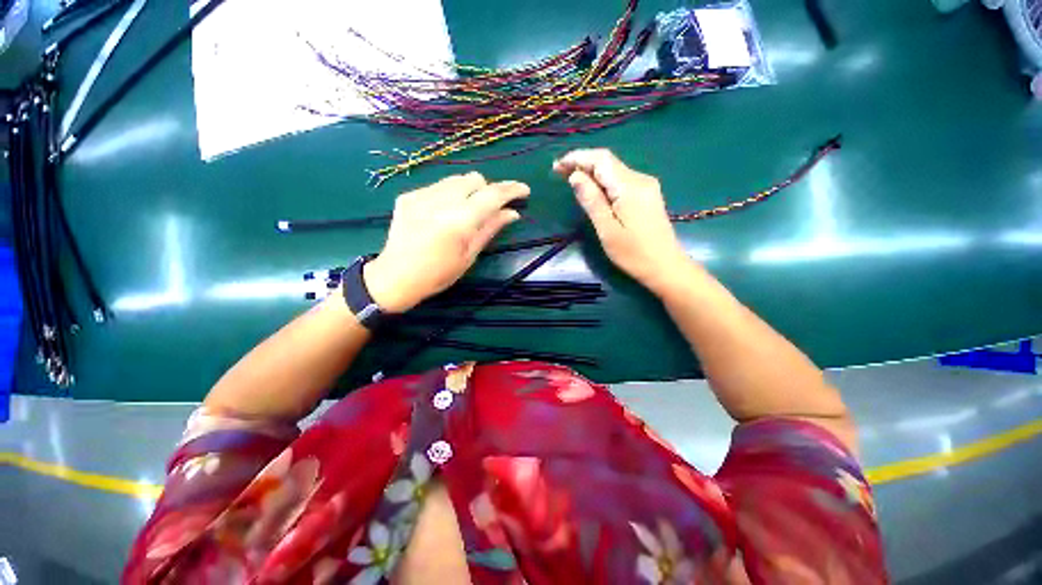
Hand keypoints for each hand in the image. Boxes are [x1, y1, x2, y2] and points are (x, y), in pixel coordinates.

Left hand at [363, 172, 528, 312]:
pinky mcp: (408, 195)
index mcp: (459, 221)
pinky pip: (438, 186)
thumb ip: (490, 229)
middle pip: (475, 179)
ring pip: (456, 179)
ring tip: (466, 211)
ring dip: (469, 190)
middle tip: (490, 209)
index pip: (492, 195)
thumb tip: (512, 213)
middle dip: (488, 190)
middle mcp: (440, 201)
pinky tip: (444, 213)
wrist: (395, 277)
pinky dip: (450, 195)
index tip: (524, 190)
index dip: (511, 190)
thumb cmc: (438, 275)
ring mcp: (421, 195)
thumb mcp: (469, 256)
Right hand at [553, 149, 694, 295]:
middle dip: (582, 163)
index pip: (600, 159)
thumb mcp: (607, 230)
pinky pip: (620, 180)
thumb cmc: (634, 254)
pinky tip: (592, 189)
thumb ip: (592, 201)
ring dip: (591, 171)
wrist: (666, 267)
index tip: (556, 166)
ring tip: (570, 179)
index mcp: (629, 187)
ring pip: (613, 170)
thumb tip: (575, 176)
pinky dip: (602, 181)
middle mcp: (640, 179)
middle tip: (558, 172)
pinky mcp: (646, 195)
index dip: (577, 158)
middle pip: (607, 161)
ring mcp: (646, 186)